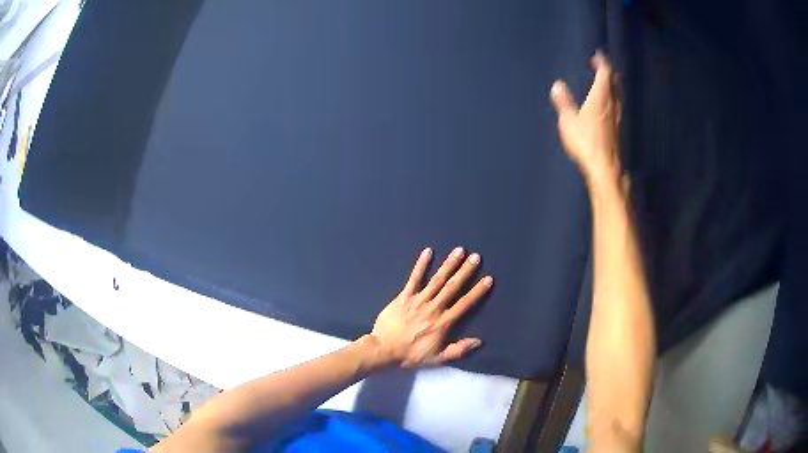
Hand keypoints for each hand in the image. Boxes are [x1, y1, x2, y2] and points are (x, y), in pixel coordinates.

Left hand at [369, 247, 492, 367]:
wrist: (384, 350)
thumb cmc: (411, 355)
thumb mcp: (437, 358)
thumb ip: (459, 350)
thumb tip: (479, 341)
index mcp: (443, 323)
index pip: (464, 304)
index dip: (477, 291)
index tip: (488, 279)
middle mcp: (433, 308)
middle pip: (452, 287)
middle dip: (465, 271)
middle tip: (476, 257)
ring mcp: (418, 300)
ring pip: (436, 280)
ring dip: (448, 264)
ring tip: (459, 251)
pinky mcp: (403, 296)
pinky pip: (413, 278)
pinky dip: (421, 265)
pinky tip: (428, 252)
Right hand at [551, 51, 621, 189]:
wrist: (604, 168)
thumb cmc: (586, 142)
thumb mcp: (569, 121)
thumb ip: (564, 102)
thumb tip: (558, 85)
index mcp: (601, 97)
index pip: (605, 73)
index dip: (602, 63)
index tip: (598, 56)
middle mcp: (612, 104)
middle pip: (615, 83)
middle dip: (609, 73)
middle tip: (601, 68)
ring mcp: (617, 117)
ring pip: (618, 95)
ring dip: (613, 86)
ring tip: (605, 84)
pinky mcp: (618, 129)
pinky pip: (617, 107)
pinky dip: (613, 100)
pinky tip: (607, 106)